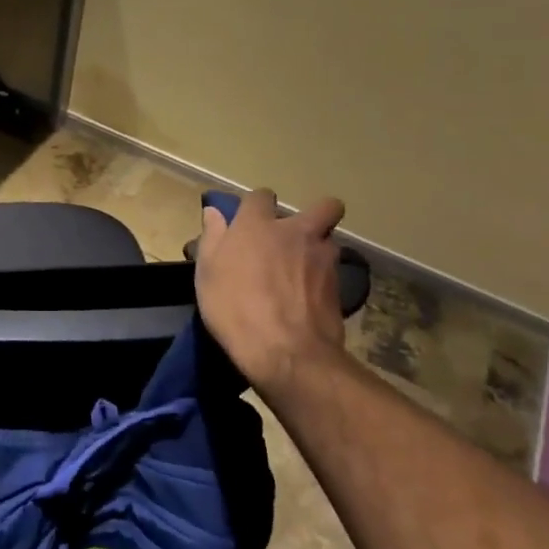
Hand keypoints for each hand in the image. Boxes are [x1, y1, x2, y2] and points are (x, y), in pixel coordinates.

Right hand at [195, 190, 348, 391]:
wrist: (286, 352)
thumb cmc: (234, 308)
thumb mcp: (207, 273)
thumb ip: (213, 237)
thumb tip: (214, 212)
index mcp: (257, 226)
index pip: (261, 196)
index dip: (256, 206)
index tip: (249, 222)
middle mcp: (296, 233)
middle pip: (324, 207)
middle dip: (316, 215)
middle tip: (296, 238)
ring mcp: (323, 258)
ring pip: (330, 240)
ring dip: (319, 249)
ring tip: (303, 272)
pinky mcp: (340, 286)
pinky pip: (333, 271)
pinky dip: (323, 279)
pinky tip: (309, 297)